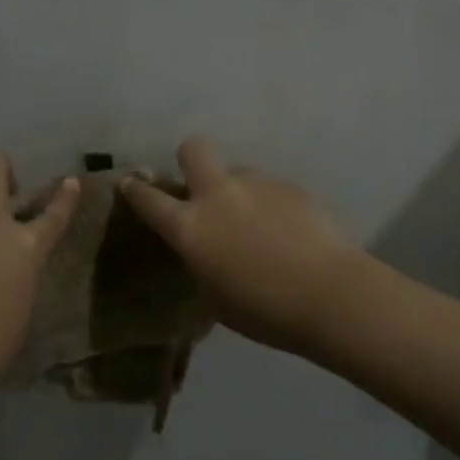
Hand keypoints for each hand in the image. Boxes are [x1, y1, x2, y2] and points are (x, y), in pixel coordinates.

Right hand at [118, 138, 363, 355]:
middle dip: (189, 158)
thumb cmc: (262, 310)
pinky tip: (289, 233)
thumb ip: (200, 261)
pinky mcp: (290, 186)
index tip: (130, 184)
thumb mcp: (212, 296)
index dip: (134, 189)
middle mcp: (218, 195)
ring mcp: (257, 184)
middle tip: (199, 184)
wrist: (328, 294)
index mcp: (190, 227)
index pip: (148, 198)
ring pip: (237, 172)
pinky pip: (269, 189)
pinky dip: (270, 205)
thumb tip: (204, 246)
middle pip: (194, 149)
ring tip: (259, 226)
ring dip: (238, 191)